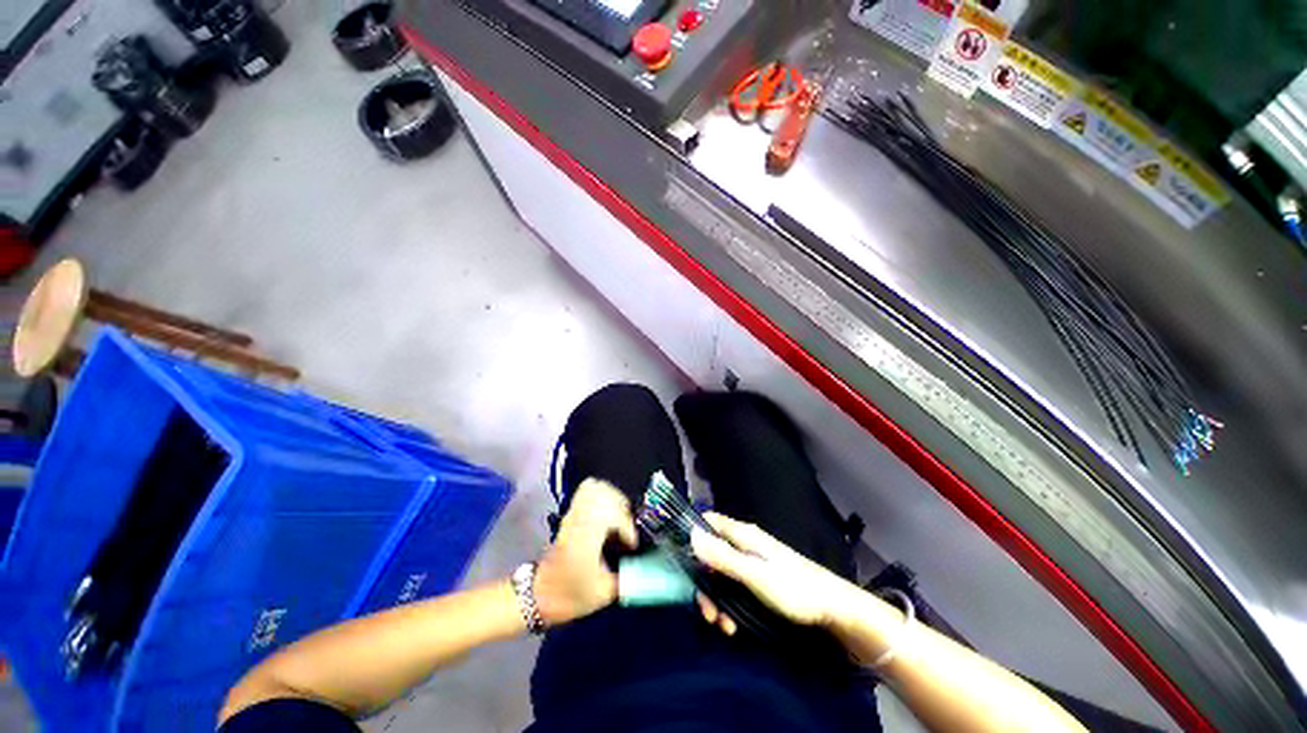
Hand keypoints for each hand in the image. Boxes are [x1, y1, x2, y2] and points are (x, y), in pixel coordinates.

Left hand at [534, 479, 637, 625]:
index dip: (629, 529)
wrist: (538, 596)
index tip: (633, 545)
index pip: (614, 516)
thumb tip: (647, 567)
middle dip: (622, 507)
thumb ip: (626, 578)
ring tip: (619, 517)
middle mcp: (579, 520)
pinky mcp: (570, 515)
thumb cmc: (570, 596)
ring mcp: (573, 515)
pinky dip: (601, 495)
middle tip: (627, 527)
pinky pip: (586, 493)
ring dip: (612, 498)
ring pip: (595, 488)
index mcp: (587, 538)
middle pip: (605, 494)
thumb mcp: (602, 594)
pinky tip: (607, 512)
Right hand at [691, 512, 853, 633]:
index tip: (680, 559)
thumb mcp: (754, 575)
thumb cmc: (794, 589)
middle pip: (711, 554)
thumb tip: (691, 534)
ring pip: (721, 575)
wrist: (833, 610)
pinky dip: (729, 606)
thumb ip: (723, 557)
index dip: (692, 534)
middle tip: (706, 611)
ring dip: (716, 600)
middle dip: (704, 582)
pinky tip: (733, 627)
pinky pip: (734, 589)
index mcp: (743, 535)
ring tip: (722, 626)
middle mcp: (745, 545)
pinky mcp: (759, 581)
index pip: (709, 522)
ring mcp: (752, 563)